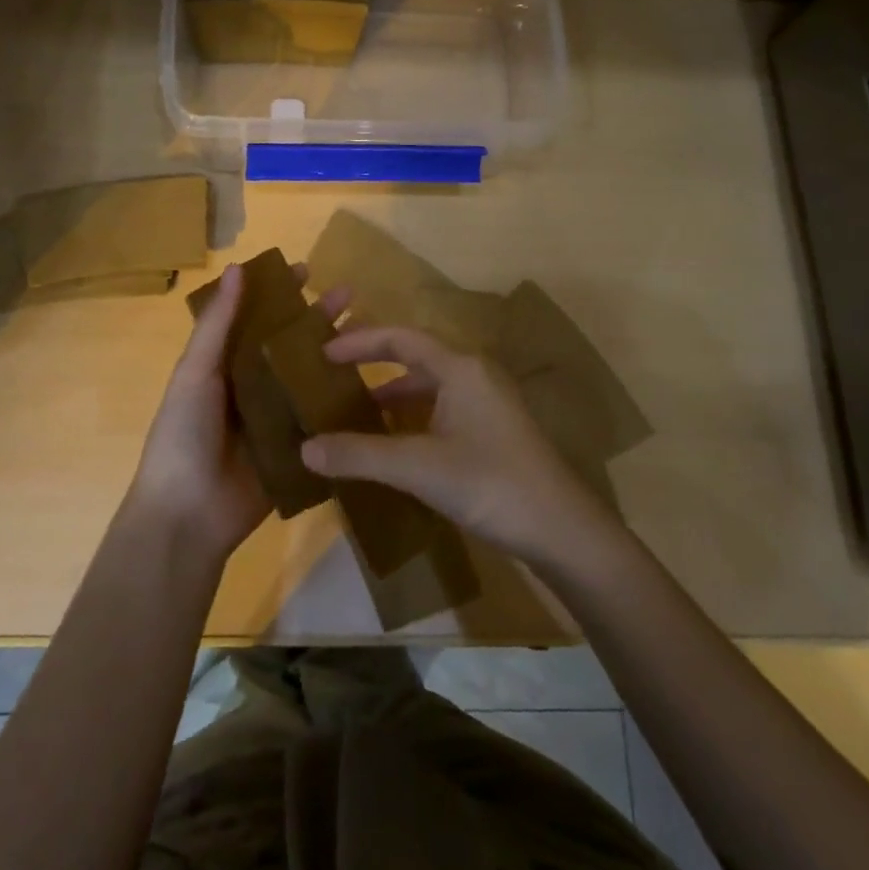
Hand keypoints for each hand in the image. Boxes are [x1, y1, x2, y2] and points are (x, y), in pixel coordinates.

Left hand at [127, 261, 347, 564]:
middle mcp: (252, 387)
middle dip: (317, 320)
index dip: (279, 295)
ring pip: (310, 379)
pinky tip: (374, 385)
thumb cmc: (184, 433)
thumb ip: (218, 324)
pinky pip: (321, 421)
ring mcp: (276, 419)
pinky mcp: (296, 449)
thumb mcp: (196, 373)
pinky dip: (342, 403)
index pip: (256, 319)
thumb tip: (238, 268)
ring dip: (335, 357)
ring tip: (370, 334)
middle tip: (351, 295)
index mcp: (225, 365)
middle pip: (290, 346)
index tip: (307, 270)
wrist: (188, 514)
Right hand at [301, 327, 620, 570]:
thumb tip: (305, 448)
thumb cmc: (490, 483)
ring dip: (392, 397)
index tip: (322, 352)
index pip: (400, 338)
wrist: (563, 531)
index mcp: (460, 369)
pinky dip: (411, 421)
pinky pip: (441, 413)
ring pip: (429, 388)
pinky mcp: (493, 434)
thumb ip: (360, 455)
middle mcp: (474, 377)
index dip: (359, 341)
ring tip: (353, 414)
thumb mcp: (418, 467)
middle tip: (332, 376)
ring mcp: (487, 406)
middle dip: (373, 365)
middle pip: (415, 358)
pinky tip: (392, 447)